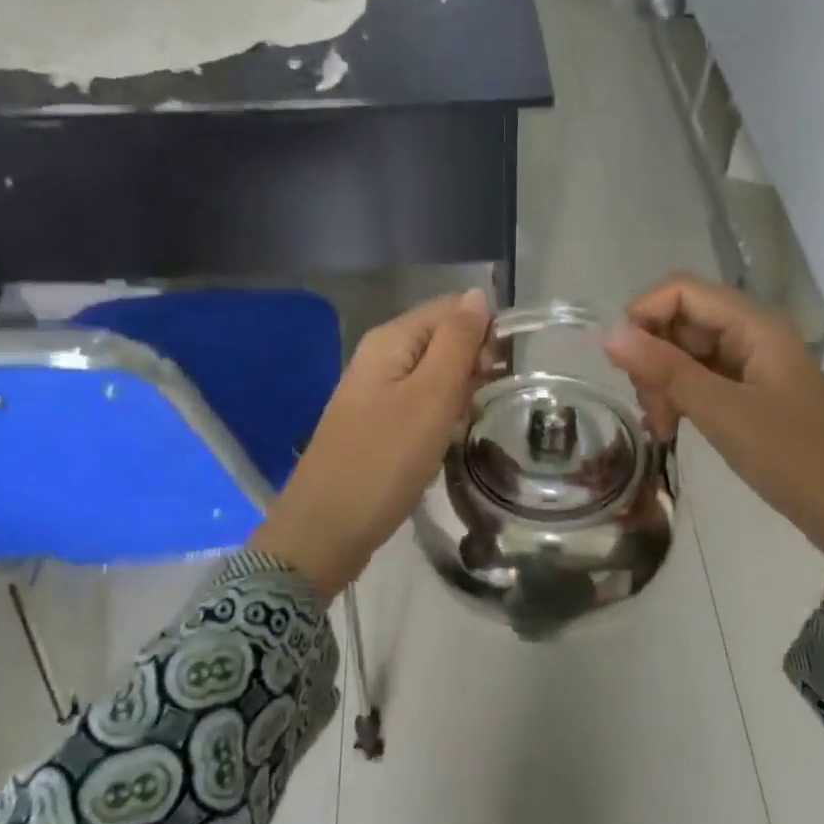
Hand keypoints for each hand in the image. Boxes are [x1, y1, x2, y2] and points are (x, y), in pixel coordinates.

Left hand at [253, 289, 490, 601]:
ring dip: (457, 393)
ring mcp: (374, 392)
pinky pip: (418, 403)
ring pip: (433, 374)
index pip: (450, 309)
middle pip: (441, 339)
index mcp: (390, 340)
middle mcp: (380, 357)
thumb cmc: (385, 460)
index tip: (497, 373)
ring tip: (462, 425)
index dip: (482, 331)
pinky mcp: (376, 424)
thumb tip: (476, 295)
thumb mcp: (431, 396)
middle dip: (470, 364)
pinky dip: (439, 416)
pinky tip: (443, 439)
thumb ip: (456, 342)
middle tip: (476, 404)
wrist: (326, 529)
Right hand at [604, 275, 823, 556]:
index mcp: (754, 325)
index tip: (624, 366)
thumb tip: (609, 334)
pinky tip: (669, 428)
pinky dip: (678, 398)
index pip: (681, 290)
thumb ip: (665, 371)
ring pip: (685, 353)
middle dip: (652, 358)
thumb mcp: (722, 412)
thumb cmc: (793, 457)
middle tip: (651, 408)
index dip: (644, 316)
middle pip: (680, 321)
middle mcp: (751, 334)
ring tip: (661, 427)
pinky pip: (700, 379)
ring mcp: (750, 364)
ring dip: (662, 383)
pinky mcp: (748, 393)